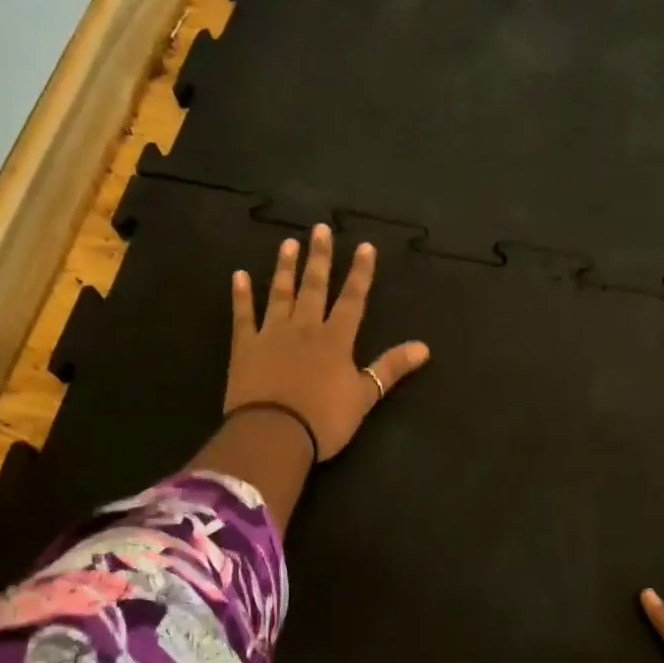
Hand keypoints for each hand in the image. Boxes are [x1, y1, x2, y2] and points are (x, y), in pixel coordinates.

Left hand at [227, 224, 429, 460]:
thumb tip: (424, 347)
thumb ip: (391, 368)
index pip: (352, 299)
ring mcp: (272, 334)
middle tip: (320, 228)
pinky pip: (243, 315)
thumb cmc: (324, 419)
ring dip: (285, 268)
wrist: (274, 434)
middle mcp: (305, 327)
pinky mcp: (245, 346)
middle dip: (320, 257)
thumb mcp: (365, 396)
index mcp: (336, 339)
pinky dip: (241, 295)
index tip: (365, 246)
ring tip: (288, 243)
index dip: (361, 273)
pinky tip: (239, 275)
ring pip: (280, 293)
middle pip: (315, 287)